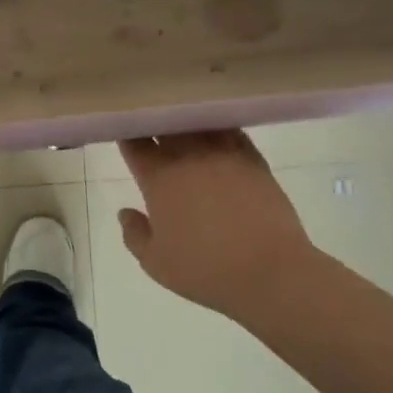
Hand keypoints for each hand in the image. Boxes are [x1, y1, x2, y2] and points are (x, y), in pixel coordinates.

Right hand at [117, 131, 311, 318]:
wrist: (270, 271)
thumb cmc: (205, 270)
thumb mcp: (155, 263)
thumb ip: (134, 235)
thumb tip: (125, 212)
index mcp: (158, 179)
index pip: (135, 142)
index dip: (126, 133)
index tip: (123, 132)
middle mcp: (188, 158)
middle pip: (166, 124)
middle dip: (154, 121)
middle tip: (149, 125)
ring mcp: (224, 154)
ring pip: (199, 123)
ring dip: (186, 120)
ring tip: (180, 123)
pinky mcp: (254, 160)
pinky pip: (231, 131)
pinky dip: (218, 128)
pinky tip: (215, 132)